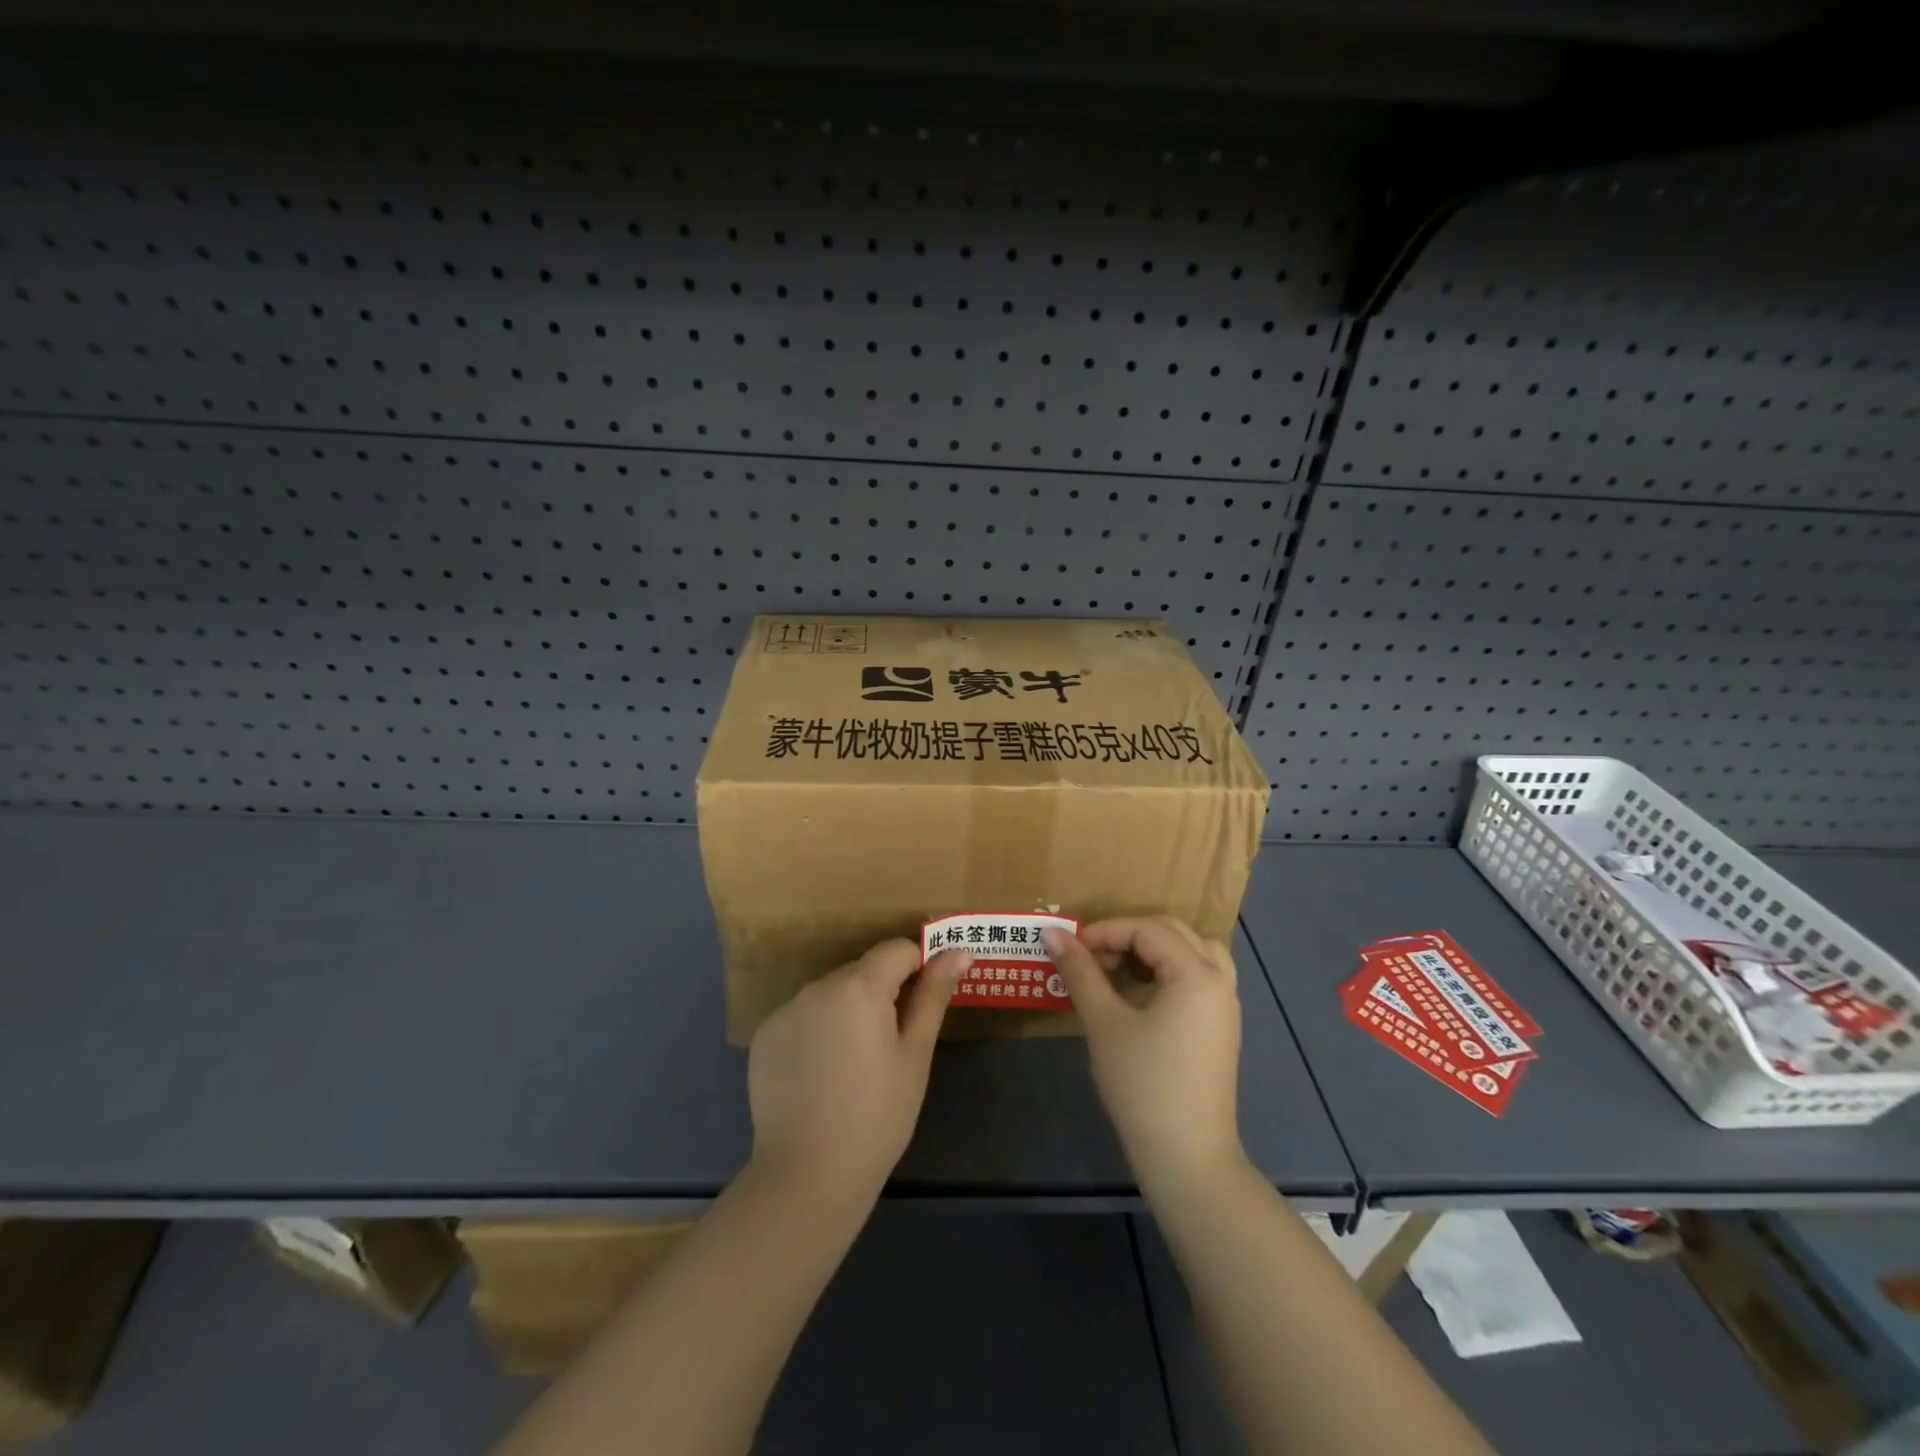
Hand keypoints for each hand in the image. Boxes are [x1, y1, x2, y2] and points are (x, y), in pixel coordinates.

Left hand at [747, 940, 968, 1206]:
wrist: (807, 1176)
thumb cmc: (877, 1115)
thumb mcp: (915, 1055)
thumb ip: (934, 995)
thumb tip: (959, 951)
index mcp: (859, 985)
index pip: (897, 950)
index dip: (918, 967)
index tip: (926, 1001)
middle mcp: (818, 986)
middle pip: (862, 972)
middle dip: (882, 994)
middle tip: (894, 1045)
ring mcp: (786, 1010)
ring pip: (832, 994)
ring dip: (849, 1011)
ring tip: (856, 1065)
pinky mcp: (765, 1037)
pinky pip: (803, 1017)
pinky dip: (818, 1031)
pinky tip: (822, 1075)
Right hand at [1045, 918, 1244, 1188]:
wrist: (1187, 1158)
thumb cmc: (1143, 1084)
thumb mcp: (1104, 1023)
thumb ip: (1080, 972)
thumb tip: (1050, 933)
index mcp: (1196, 973)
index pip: (1146, 929)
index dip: (1105, 932)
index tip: (1071, 950)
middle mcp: (1218, 980)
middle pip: (1173, 933)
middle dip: (1128, 937)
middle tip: (1092, 958)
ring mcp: (1224, 1006)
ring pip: (1191, 953)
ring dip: (1153, 951)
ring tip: (1117, 971)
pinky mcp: (1220, 1028)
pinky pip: (1198, 978)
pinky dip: (1169, 972)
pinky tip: (1139, 996)